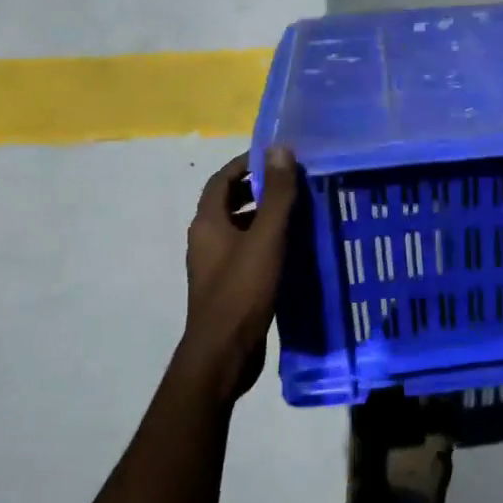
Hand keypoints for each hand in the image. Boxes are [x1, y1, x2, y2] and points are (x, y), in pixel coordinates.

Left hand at [181, 148, 297, 399]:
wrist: (223, 354)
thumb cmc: (242, 291)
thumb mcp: (265, 238)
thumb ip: (276, 194)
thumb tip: (280, 149)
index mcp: (207, 223)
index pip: (221, 179)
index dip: (246, 163)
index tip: (277, 157)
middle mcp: (205, 239)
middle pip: (227, 202)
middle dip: (257, 188)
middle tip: (292, 183)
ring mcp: (214, 265)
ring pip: (238, 228)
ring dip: (262, 215)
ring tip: (297, 212)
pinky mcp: (227, 286)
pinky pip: (244, 251)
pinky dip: (264, 241)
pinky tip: (290, 249)